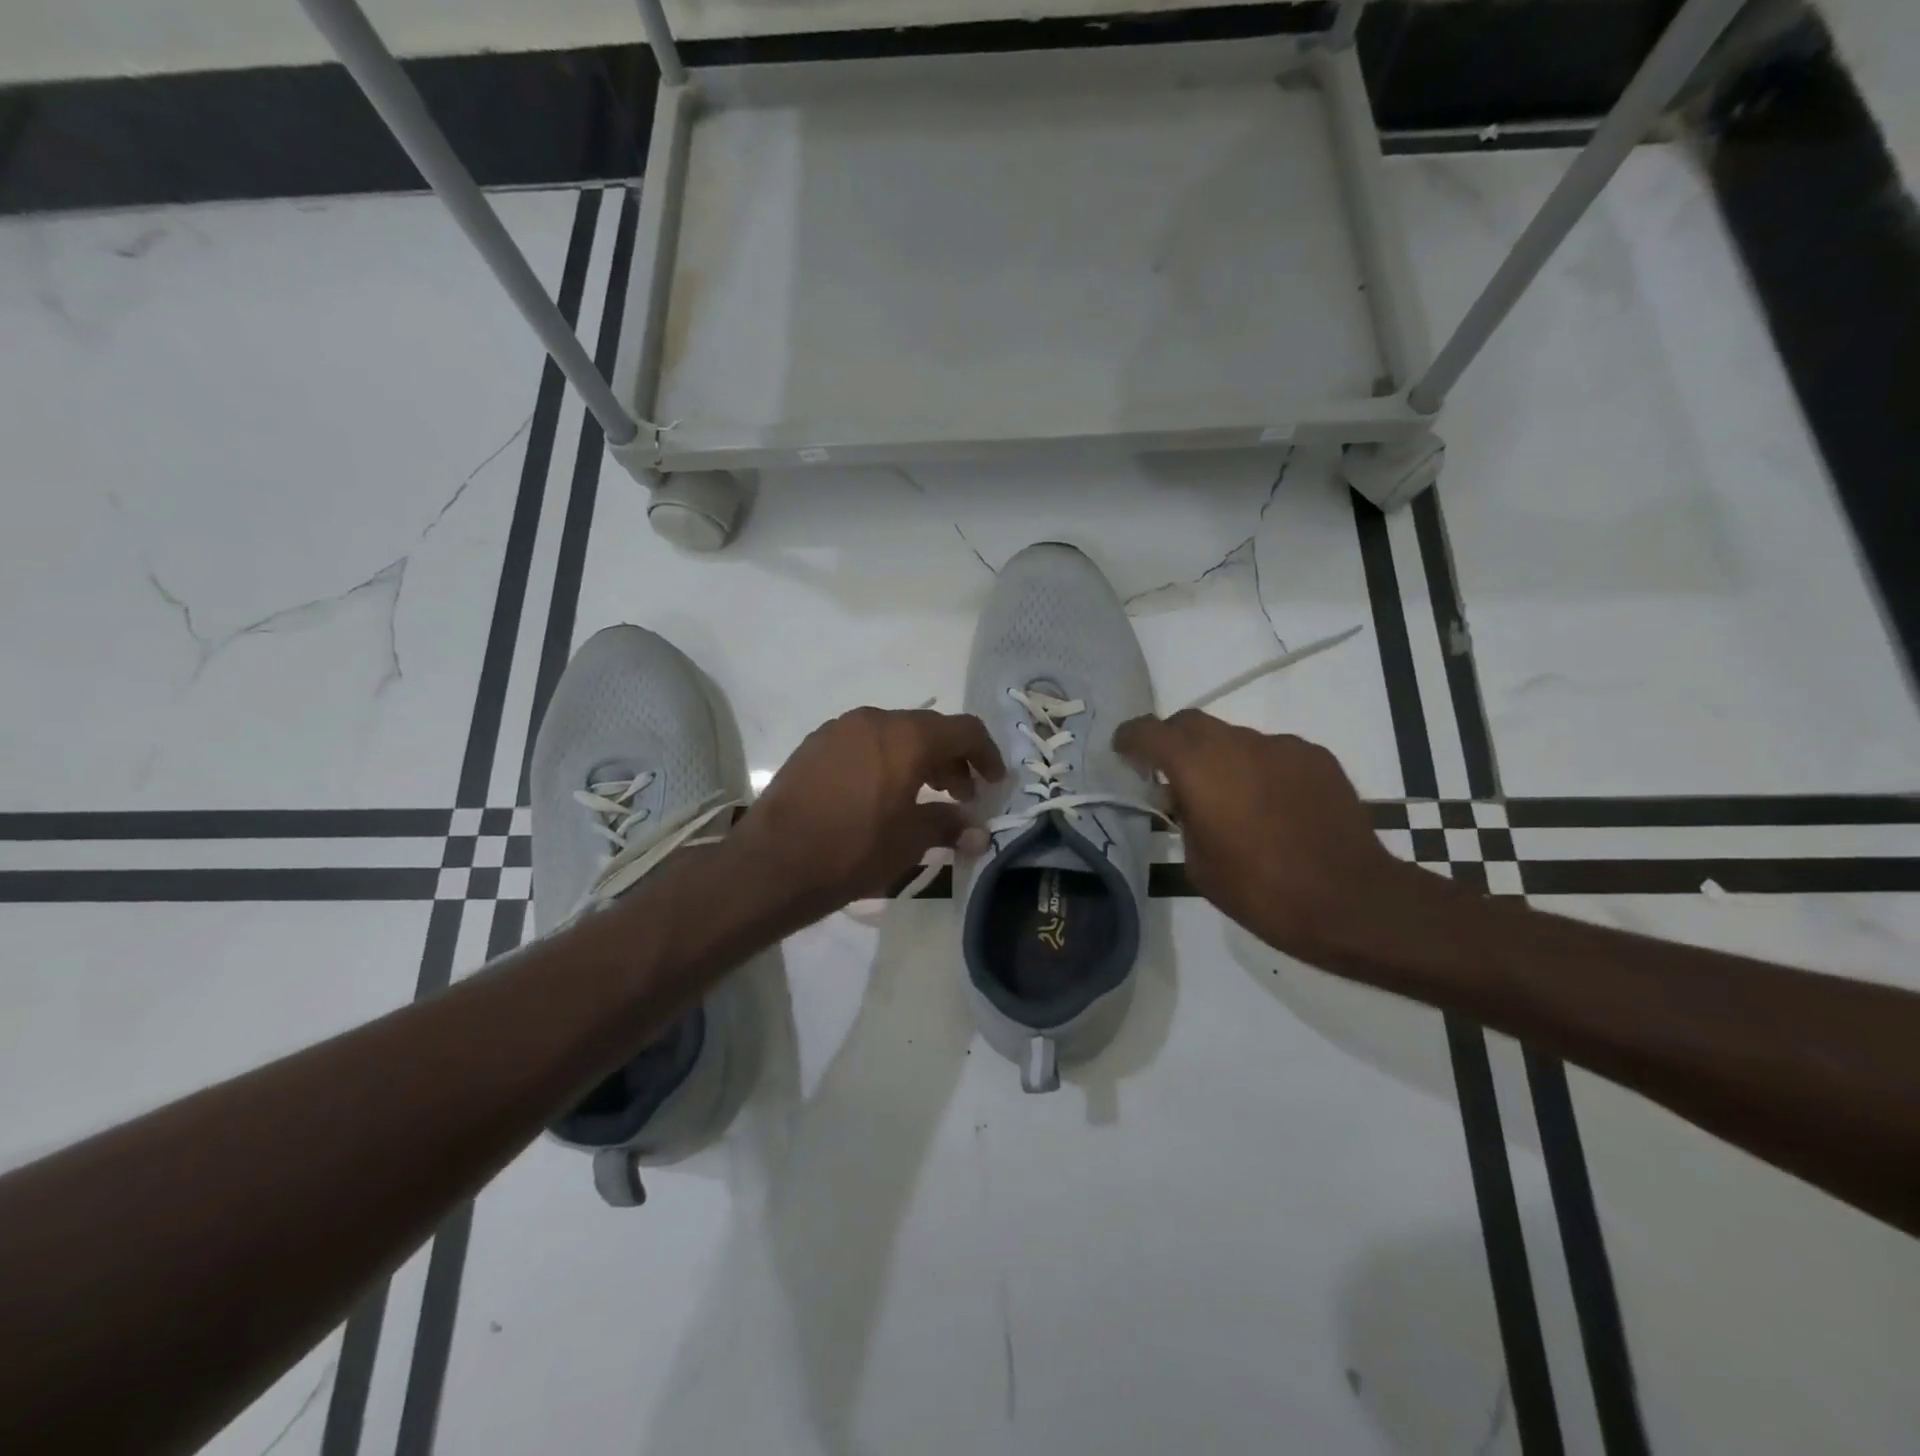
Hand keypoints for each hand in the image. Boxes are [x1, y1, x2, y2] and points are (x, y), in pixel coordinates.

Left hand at [733, 708, 1005, 921]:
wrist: (773, 862)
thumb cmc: (853, 850)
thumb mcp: (910, 841)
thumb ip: (949, 826)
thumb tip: (978, 832)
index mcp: (906, 736)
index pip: (964, 730)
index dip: (986, 754)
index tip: (994, 783)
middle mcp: (874, 720)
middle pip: (928, 730)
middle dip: (952, 760)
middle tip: (962, 796)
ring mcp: (839, 729)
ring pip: (894, 735)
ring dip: (918, 760)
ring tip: (923, 797)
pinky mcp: (814, 745)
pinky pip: (864, 744)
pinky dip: (885, 761)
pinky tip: (880, 796)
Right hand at [1114, 710, 1407, 958]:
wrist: (1349, 900)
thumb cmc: (1261, 891)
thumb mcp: (1199, 864)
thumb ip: (1184, 819)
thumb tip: (1187, 799)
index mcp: (1198, 768)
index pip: (1151, 732)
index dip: (1131, 737)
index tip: (1123, 750)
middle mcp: (1238, 744)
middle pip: (1191, 722)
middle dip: (1173, 740)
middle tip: (1171, 774)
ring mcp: (1281, 747)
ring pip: (1235, 738)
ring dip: (1220, 759)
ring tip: (1232, 800)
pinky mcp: (1316, 757)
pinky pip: (1273, 753)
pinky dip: (1260, 769)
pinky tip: (1274, 806)